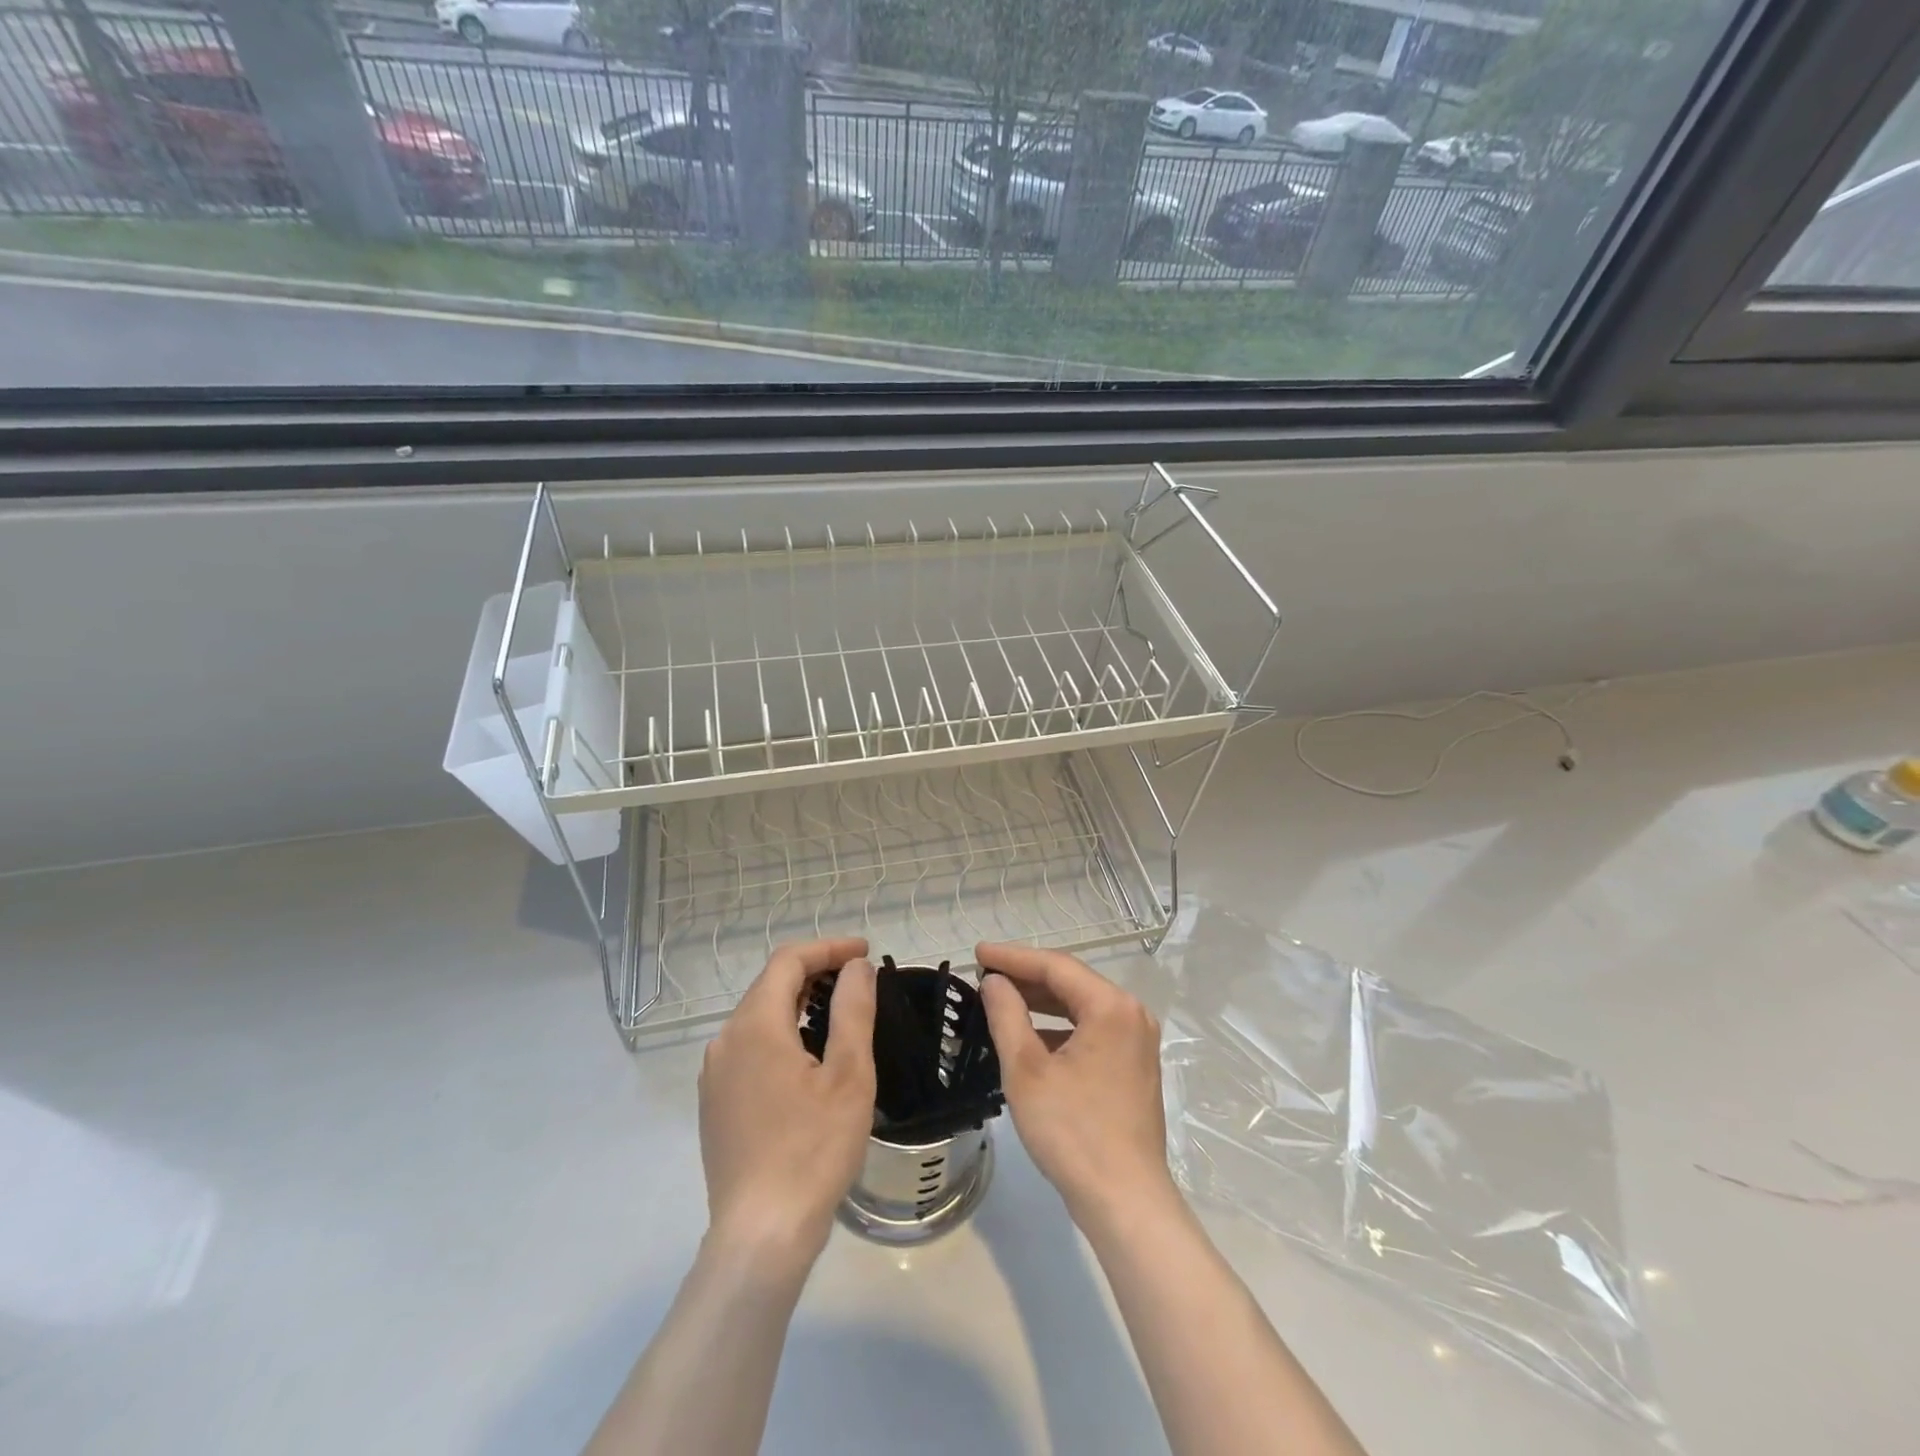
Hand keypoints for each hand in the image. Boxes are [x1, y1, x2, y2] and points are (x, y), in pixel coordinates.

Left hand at [699, 938, 875, 1264]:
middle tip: (858, 980)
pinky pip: (749, 1048)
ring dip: (798, 1004)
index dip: (828, 948)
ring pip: (758, 1017)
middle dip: (815, 973)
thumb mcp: (849, 1075)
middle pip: (770, 985)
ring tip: (838, 1014)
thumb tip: (855, 968)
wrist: (761, 1235)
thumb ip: (852, 1010)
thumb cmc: (813, 1149)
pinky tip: (807, 1059)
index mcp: (756, 1025)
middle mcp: (725, 1040)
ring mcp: (715, 1074)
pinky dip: (781, 1034)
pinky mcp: (715, 1103)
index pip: (788, 961)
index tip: (865, 953)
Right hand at [976, 941, 1176, 1233]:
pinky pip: (1092, 1030)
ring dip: (1041, 1002)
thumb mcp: (1026, 1070)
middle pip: (1071, 982)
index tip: (977, 953)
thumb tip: (995, 982)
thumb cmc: (1072, 1131)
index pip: (1055, 966)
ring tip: (1001, 999)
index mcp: (1111, 1007)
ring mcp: (1137, 1041)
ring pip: (1081, 1006)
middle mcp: (1131, 1014)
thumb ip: (1007, 1015)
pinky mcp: (1134, 1065)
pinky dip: (1059, 1027)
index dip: (1012, 957)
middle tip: (985, 974)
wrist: (1124, 1201)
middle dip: (1026, 977)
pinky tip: (1030, 1036)